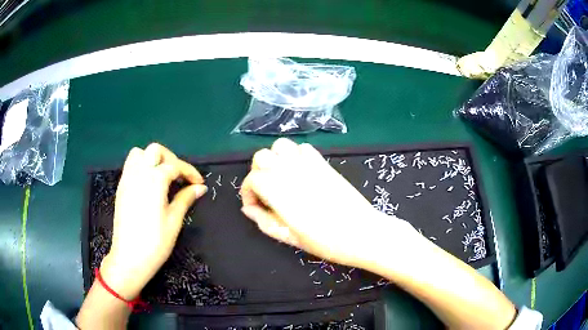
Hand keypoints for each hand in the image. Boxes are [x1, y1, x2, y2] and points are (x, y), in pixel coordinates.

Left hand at [100, 143, 206, 299]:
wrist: (129, 258)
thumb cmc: (155, 242)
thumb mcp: (174, 221)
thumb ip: (186, 198)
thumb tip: (200, 187)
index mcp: (154, 180)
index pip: (175, 166)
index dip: (190, 172)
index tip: (199, 183)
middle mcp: (138, 173)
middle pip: (155, 151)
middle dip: (170, 159)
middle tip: (179, 177)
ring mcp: (127, 179)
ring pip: (139, 154)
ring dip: (153, 159)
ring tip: (162, 176)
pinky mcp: (121, 188)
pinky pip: (130, 166)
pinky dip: (142, 167)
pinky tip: (149, 185)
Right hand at [240, 138, 414, 268]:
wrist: (363, 233)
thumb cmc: (326, 242)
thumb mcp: (290, 237)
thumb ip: (264, 221)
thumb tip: (248, 208)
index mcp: (280, 193)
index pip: (252, 179)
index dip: (247, 192)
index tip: (254, 206)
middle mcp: (291, 173)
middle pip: (261, 156)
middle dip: (257, 172)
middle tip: (264, 192)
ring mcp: (309, 165)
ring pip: (281, 145)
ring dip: (274, 158)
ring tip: (280, 178)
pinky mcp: (324, 164)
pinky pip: (303, 148)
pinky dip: (295, 155)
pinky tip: (299, 172)